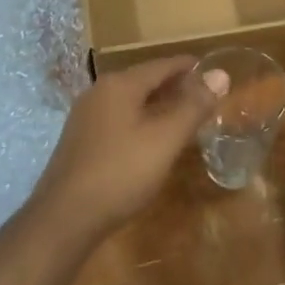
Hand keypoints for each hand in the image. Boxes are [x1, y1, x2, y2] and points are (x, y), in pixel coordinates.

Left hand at [29, 55, 212, 244]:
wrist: (64, 219)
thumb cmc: (120, 173)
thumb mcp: (165, 139)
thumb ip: (193, 106)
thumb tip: (220, 73)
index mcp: (120, 84)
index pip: (162, 65)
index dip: (189, 67)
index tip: (212, 72)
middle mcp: (99, 92)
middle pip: (145, 81)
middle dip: (175, 87)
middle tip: (204, 98)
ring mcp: (86, 117)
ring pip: (131, 102)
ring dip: (157, 106)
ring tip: (184, 119)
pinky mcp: (80, 141)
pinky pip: (118, 120)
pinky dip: (140, 122)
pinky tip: (152, 141)